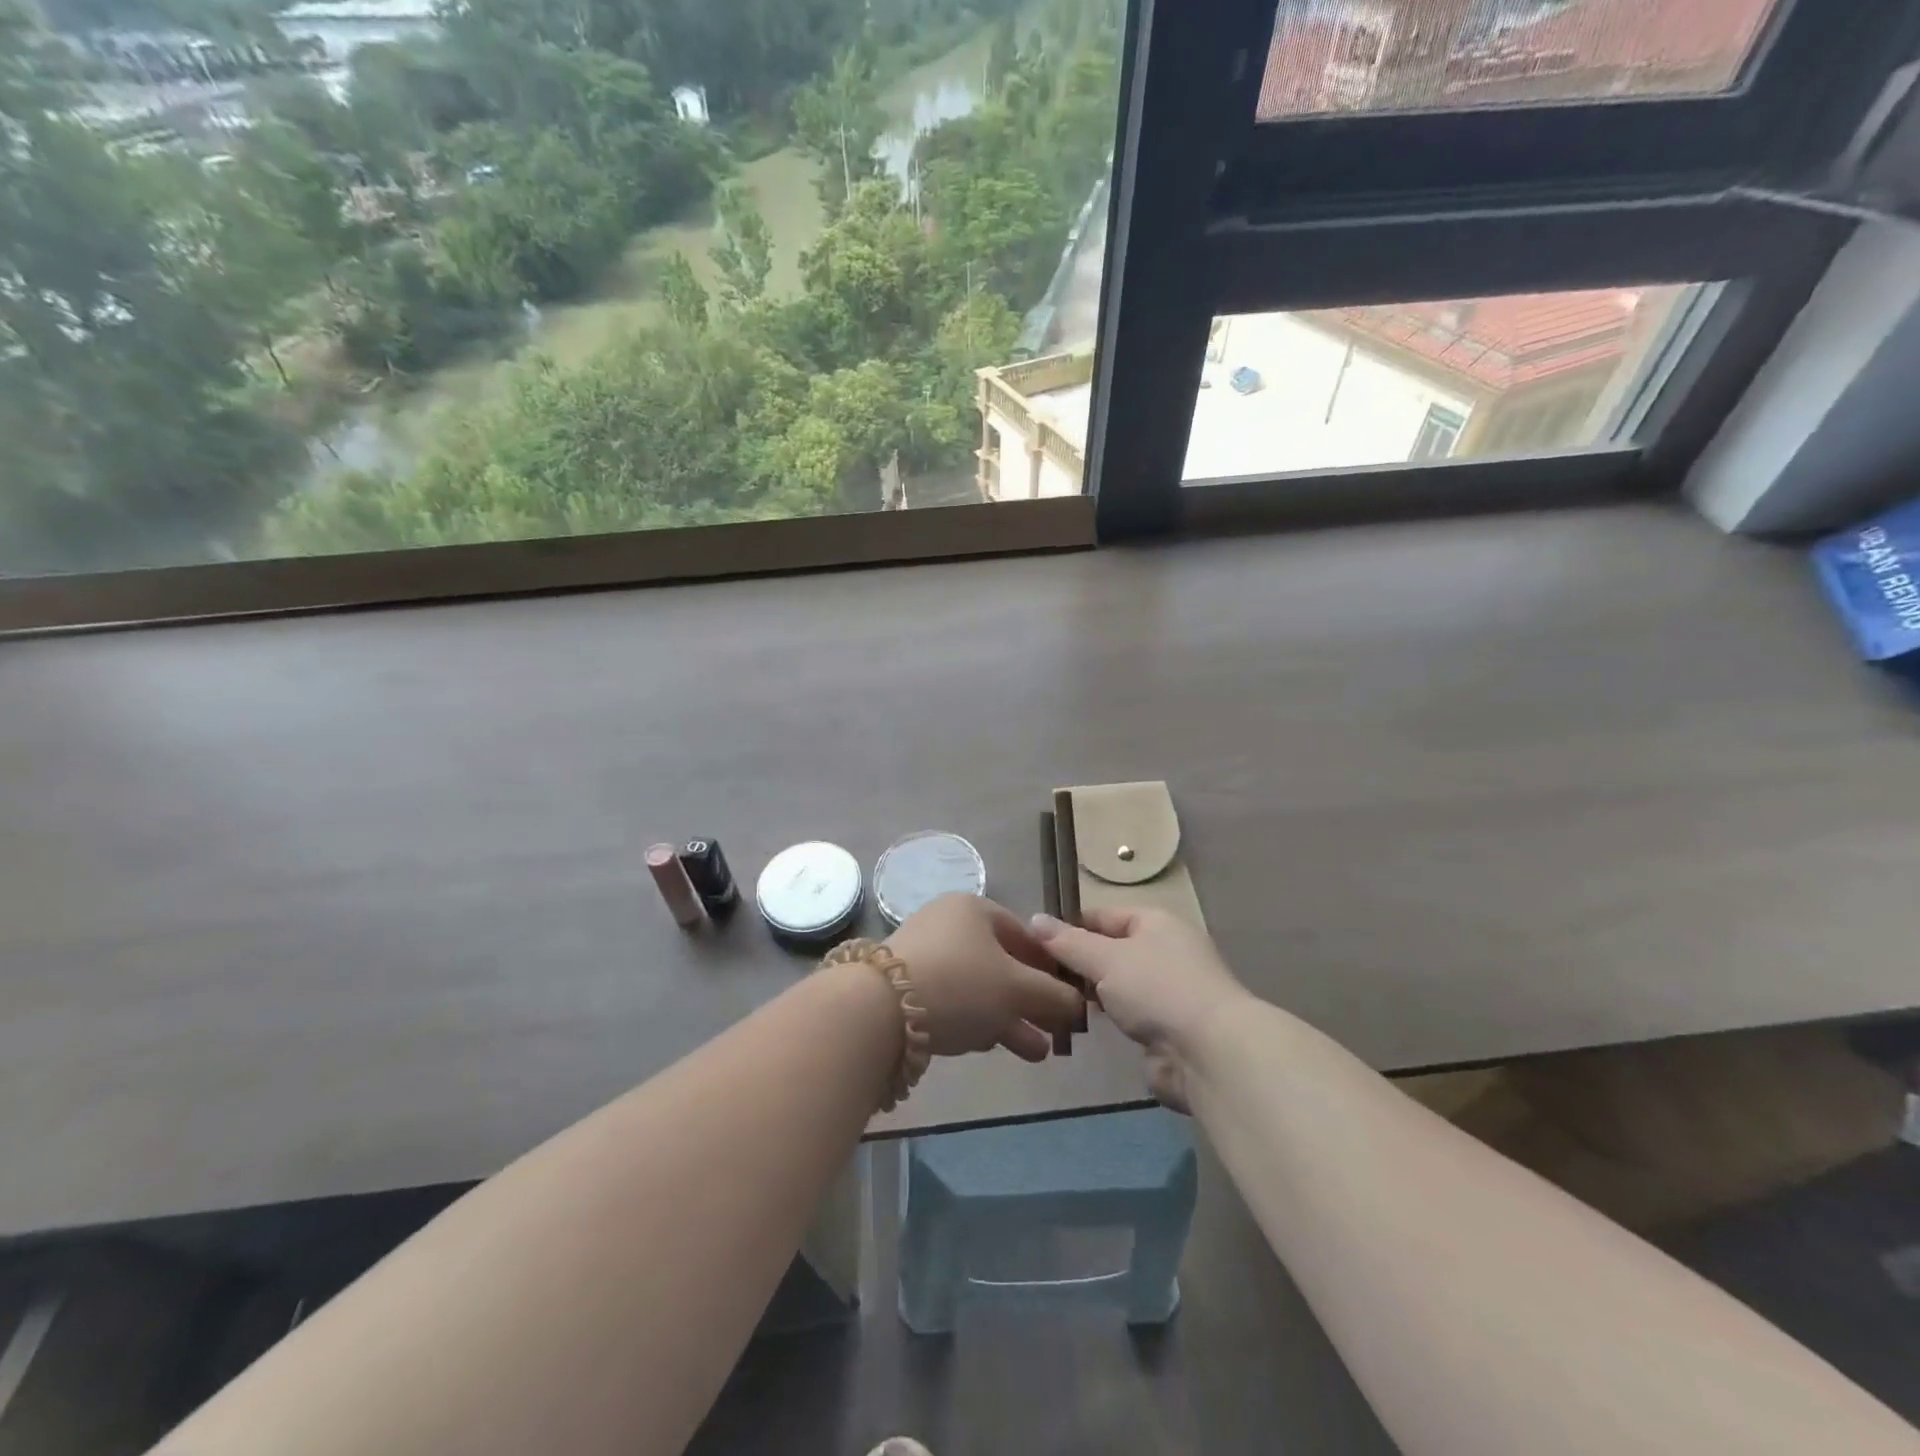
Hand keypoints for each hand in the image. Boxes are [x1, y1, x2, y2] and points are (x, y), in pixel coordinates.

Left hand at [887, 894, 1084, 1061]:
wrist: (880, 1010)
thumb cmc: (961, 983)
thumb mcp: (1017, 988)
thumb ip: (1054, 995)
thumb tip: (1078, 1004)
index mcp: (974, 909)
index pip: (1025, 935)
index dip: (1051, 967)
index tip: (1069, 997)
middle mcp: (949, 926)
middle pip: (1002, 964)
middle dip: (1032, 1001)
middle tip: (1056, 1031)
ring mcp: (926, 957)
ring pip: (979, 988)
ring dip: (1010, 1019)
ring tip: (1037, 1053)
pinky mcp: (907, 989)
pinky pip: (954, 1002)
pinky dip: (978, 1022)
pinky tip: (993, 1047)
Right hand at [1029, 907, 1247, 1110]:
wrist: (1210, 1053)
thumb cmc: (1157, 989)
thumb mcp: (1105, 958)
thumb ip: (1067, 942)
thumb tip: (1034, 919)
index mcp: (1156, 922)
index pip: (1103, 915)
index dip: (1070, 926)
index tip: (1033, 944)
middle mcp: (1165, 951)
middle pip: (1110, 950)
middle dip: (1077, 963)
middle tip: (1037, 977)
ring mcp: (1168, 992)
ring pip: (1118, 985)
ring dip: (1091, 995)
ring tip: (1051, 1002)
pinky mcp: (1168, 1029)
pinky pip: (1128, 1016)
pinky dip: (1108, 1020)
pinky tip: (1079, 1026)